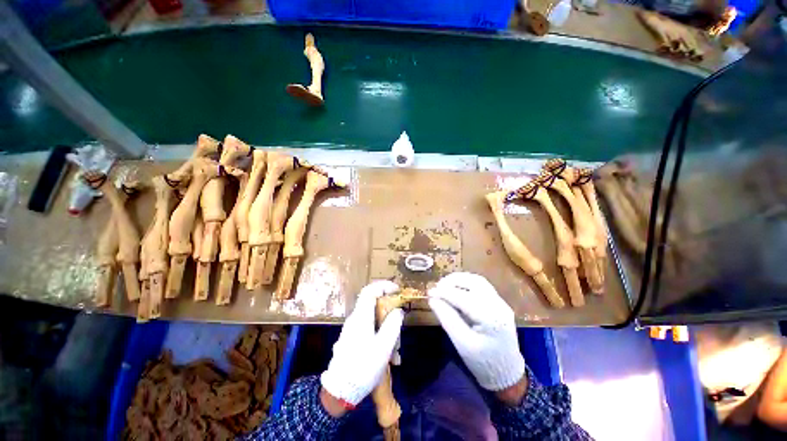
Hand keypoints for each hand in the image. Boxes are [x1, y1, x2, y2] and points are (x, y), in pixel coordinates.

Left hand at [321, 281, 404, 406]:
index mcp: (361, 316)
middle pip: (374, 306)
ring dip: (387, 332)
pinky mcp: (352, 340)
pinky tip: (388, 358)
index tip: (397, 290)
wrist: (340, 392)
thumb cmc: (363, 366)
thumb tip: (398, 311)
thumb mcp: (383, 346)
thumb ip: (392, 325)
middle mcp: (355, 320)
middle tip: (400, 329)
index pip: (370, 290)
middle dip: (389, 315)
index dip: (383, 286)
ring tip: (396, 353)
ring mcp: (352, 330)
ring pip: (373, 322)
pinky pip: (369, 332)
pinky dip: (380, 339)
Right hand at [429, 272, 525, 391]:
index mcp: (491, 318)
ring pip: (478, 281)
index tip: (429, 292)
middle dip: (453, 281)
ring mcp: (501, 303)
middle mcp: (499, 305)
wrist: (508, 375)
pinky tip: (457, 288)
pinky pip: (482, 286)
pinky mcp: (499, 303)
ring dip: (460, 279)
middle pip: (474, 282)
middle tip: (437, 287)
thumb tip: (432, 299)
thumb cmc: (483, 363)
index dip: (444, 292)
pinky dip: (467, 283)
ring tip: (444, 285)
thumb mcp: (462, 344)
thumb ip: (447, 318)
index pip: (464, 297)